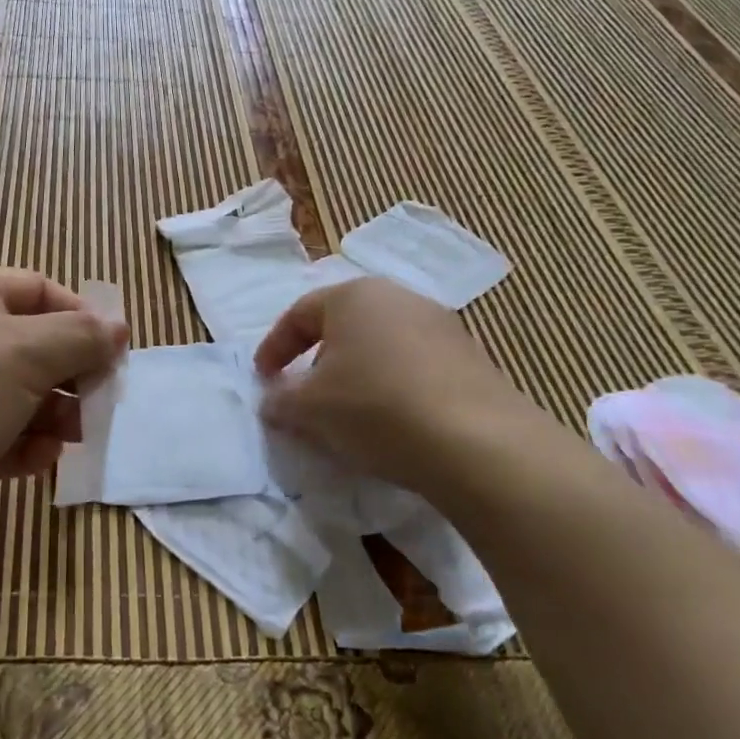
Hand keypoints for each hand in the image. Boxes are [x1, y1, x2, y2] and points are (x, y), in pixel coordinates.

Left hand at [0, 267, 126, 553]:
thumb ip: (80, 336)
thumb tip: (117, 327)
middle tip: (100, 402)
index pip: (38, 289)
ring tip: (75, 437)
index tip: (115, 353)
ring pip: (15, 393)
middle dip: (69, 374)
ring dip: (51, 414)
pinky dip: (21, 444)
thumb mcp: (26, 354)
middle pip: (30, 344)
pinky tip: (39, 461)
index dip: (82, 317)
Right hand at [254, 277, 555, 503]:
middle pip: (343, 325)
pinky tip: (392, 422)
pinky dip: (392, 387)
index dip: (274, 347)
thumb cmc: (375, 407)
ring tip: (348, 413)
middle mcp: (398, 298)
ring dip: (357, 374)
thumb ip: (281, 399)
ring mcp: (440, 325)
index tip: (262, 379)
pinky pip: (413, 366)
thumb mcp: (310, 408)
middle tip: (304, 394)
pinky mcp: (470, 358)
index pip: (299, 314)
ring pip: (380, 346)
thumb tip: (272, 400)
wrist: (477, 442)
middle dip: (317, 360)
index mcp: (353, 295)